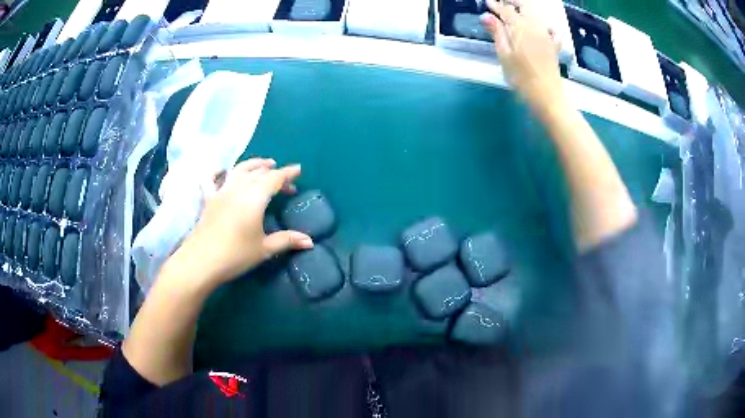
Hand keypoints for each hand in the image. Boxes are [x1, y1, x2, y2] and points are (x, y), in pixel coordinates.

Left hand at [168, 158, 313, 284]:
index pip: (274, 179)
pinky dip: (217, 171)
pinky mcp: (208, 199)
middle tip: (285, 181)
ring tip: (263, 164)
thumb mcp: (264, 249)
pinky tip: (221, 170)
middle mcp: (238, 189)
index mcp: (254, 198)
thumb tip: (310, 242)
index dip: (288, 173)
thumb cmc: (235, 255)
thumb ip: (287, 240)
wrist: (201, 261)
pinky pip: (211, 179)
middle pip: (258, 173)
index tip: (298, 169)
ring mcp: (221, 192)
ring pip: (238, 170)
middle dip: (274, 172)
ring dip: (253, 164)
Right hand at [481, 0, 564, 113]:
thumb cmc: (521, 77)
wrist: (547, 95)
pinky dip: (546, 25)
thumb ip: (496, 33)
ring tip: (516, 12)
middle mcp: (536, 27)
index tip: (487, 3)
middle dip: (513, 2)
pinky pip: (552, 30)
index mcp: (521, 28)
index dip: (496, 6)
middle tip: (503, 3)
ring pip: (537, 15)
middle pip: (525, 6)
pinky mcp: (554, 46)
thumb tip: (486, 15)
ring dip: (525, 10)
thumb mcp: (504, 55)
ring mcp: (547, 36)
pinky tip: (542, 28)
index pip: (506, 10)